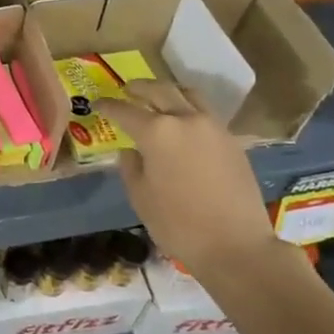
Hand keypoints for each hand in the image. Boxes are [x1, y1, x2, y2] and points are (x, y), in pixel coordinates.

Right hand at [95, 81, 292, 294]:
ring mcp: (213, 128)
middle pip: (160, 91)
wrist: (236, 245)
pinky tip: (183, 124)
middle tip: (127, 90)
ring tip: (157, 98)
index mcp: (157, 132)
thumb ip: (131, 167)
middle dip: (140, 88)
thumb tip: (132, 151)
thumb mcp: (140, 197)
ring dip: (169, 92)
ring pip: (188, 95)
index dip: (108, 106)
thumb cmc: (178, 224)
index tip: (97, 103)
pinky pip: (205, 113)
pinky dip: (189, 109)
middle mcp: (186, 120)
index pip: (125, 111)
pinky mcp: (232, 141)